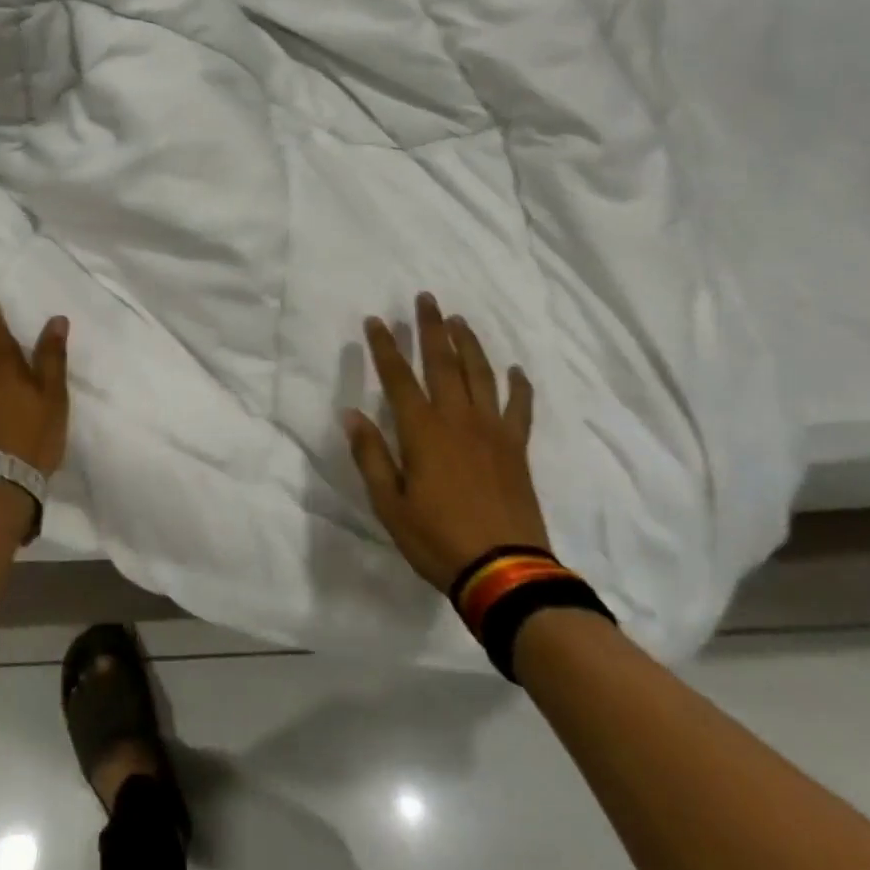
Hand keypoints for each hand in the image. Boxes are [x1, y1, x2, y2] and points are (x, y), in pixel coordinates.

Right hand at [344, 294, 550, 593]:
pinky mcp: (517, 448)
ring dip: (469, 344)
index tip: (376, 320)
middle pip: (443, 362)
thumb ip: (370, 455)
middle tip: (426, 298)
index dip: (385, 347)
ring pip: (481, 374)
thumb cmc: (437, 538)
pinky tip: (515, 370)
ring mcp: (492, 430)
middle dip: (431, 328)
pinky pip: (519, 407)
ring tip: (459, 320)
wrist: (504, 570)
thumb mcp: (389, 504)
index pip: (398, 377)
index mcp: (422, 431)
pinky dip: (518, 385)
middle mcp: (458, 419)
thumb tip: (350, 415)